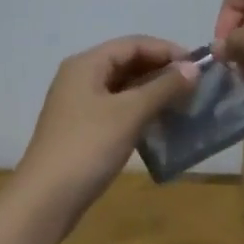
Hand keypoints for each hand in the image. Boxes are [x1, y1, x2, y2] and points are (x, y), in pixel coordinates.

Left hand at [14, 36, 199, 227]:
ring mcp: (79, 104)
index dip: (167, 50)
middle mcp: (80, 77)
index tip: (198, 65)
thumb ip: (163, 87)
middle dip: (161, 71)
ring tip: (183, 103)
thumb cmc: (88, 146)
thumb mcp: (130, 113)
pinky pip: (117, 108)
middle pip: (127, 62)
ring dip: (153, 91)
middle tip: (194, 86)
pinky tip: (160, 123)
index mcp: (87, 64)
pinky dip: (140, 110)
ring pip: (123, 87)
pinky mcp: (82, 128)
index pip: (133, 44)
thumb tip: (194, 68)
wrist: (46, 199)